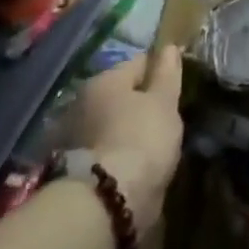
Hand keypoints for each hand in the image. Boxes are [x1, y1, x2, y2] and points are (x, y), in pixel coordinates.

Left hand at [76, 43, 184, 235]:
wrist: (105, 202)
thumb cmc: (141, 139)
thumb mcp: (164, 102)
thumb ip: (167, 73)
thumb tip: (169, 46)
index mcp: (104, 80)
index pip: (139, 62)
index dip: (161, 71)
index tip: (177, 86)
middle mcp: (81, 101)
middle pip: (120, 94)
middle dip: (140, 103)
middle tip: (165, 118)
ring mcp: (72, 136)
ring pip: (110, 123)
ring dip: (125, 129)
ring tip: (150, 145)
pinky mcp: (70, 169)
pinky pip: (103, 150)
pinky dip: (115, 152)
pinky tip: (132, 164)